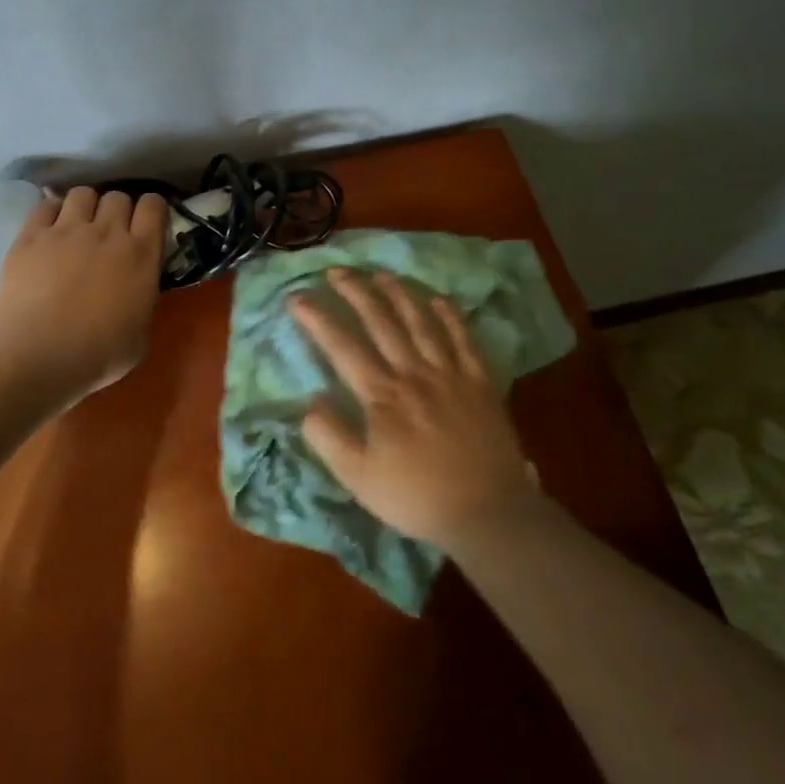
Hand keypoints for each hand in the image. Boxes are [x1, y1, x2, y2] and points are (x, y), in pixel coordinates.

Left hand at [0, 187, 169, 404]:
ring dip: (85, 206)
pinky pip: (45, 205)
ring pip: (83, 193)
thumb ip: (142, 301)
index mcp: (140, 255)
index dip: (151, 210)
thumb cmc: (96, 355)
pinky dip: (51, 212)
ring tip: (77, 226)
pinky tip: (48, 230)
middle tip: (109, 232)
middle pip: (117, 196)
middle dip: (117, 210)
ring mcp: (66, 230)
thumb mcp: (140, 335)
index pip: (153, 206)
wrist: (37, 354)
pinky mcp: (31, 235)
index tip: (146, 224)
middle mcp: (107, 232)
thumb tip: (136, 292)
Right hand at [290, 270, 540, 548]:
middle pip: (381, 322)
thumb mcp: (357, 477)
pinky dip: (450, 316)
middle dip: (356, 292)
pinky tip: (438, 299)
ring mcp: (450, 374)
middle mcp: (414, 373)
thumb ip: (328, 436)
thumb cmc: (416, 496)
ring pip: (421, 322)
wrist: (487, 513)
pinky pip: (464, 339)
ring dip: (399, 294)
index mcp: (382, 395)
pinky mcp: (480, 383)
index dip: (317, 318)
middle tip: (337, 270)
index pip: (342, 346)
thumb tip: (310, 401)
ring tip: (381, 274)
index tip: (297, 297)